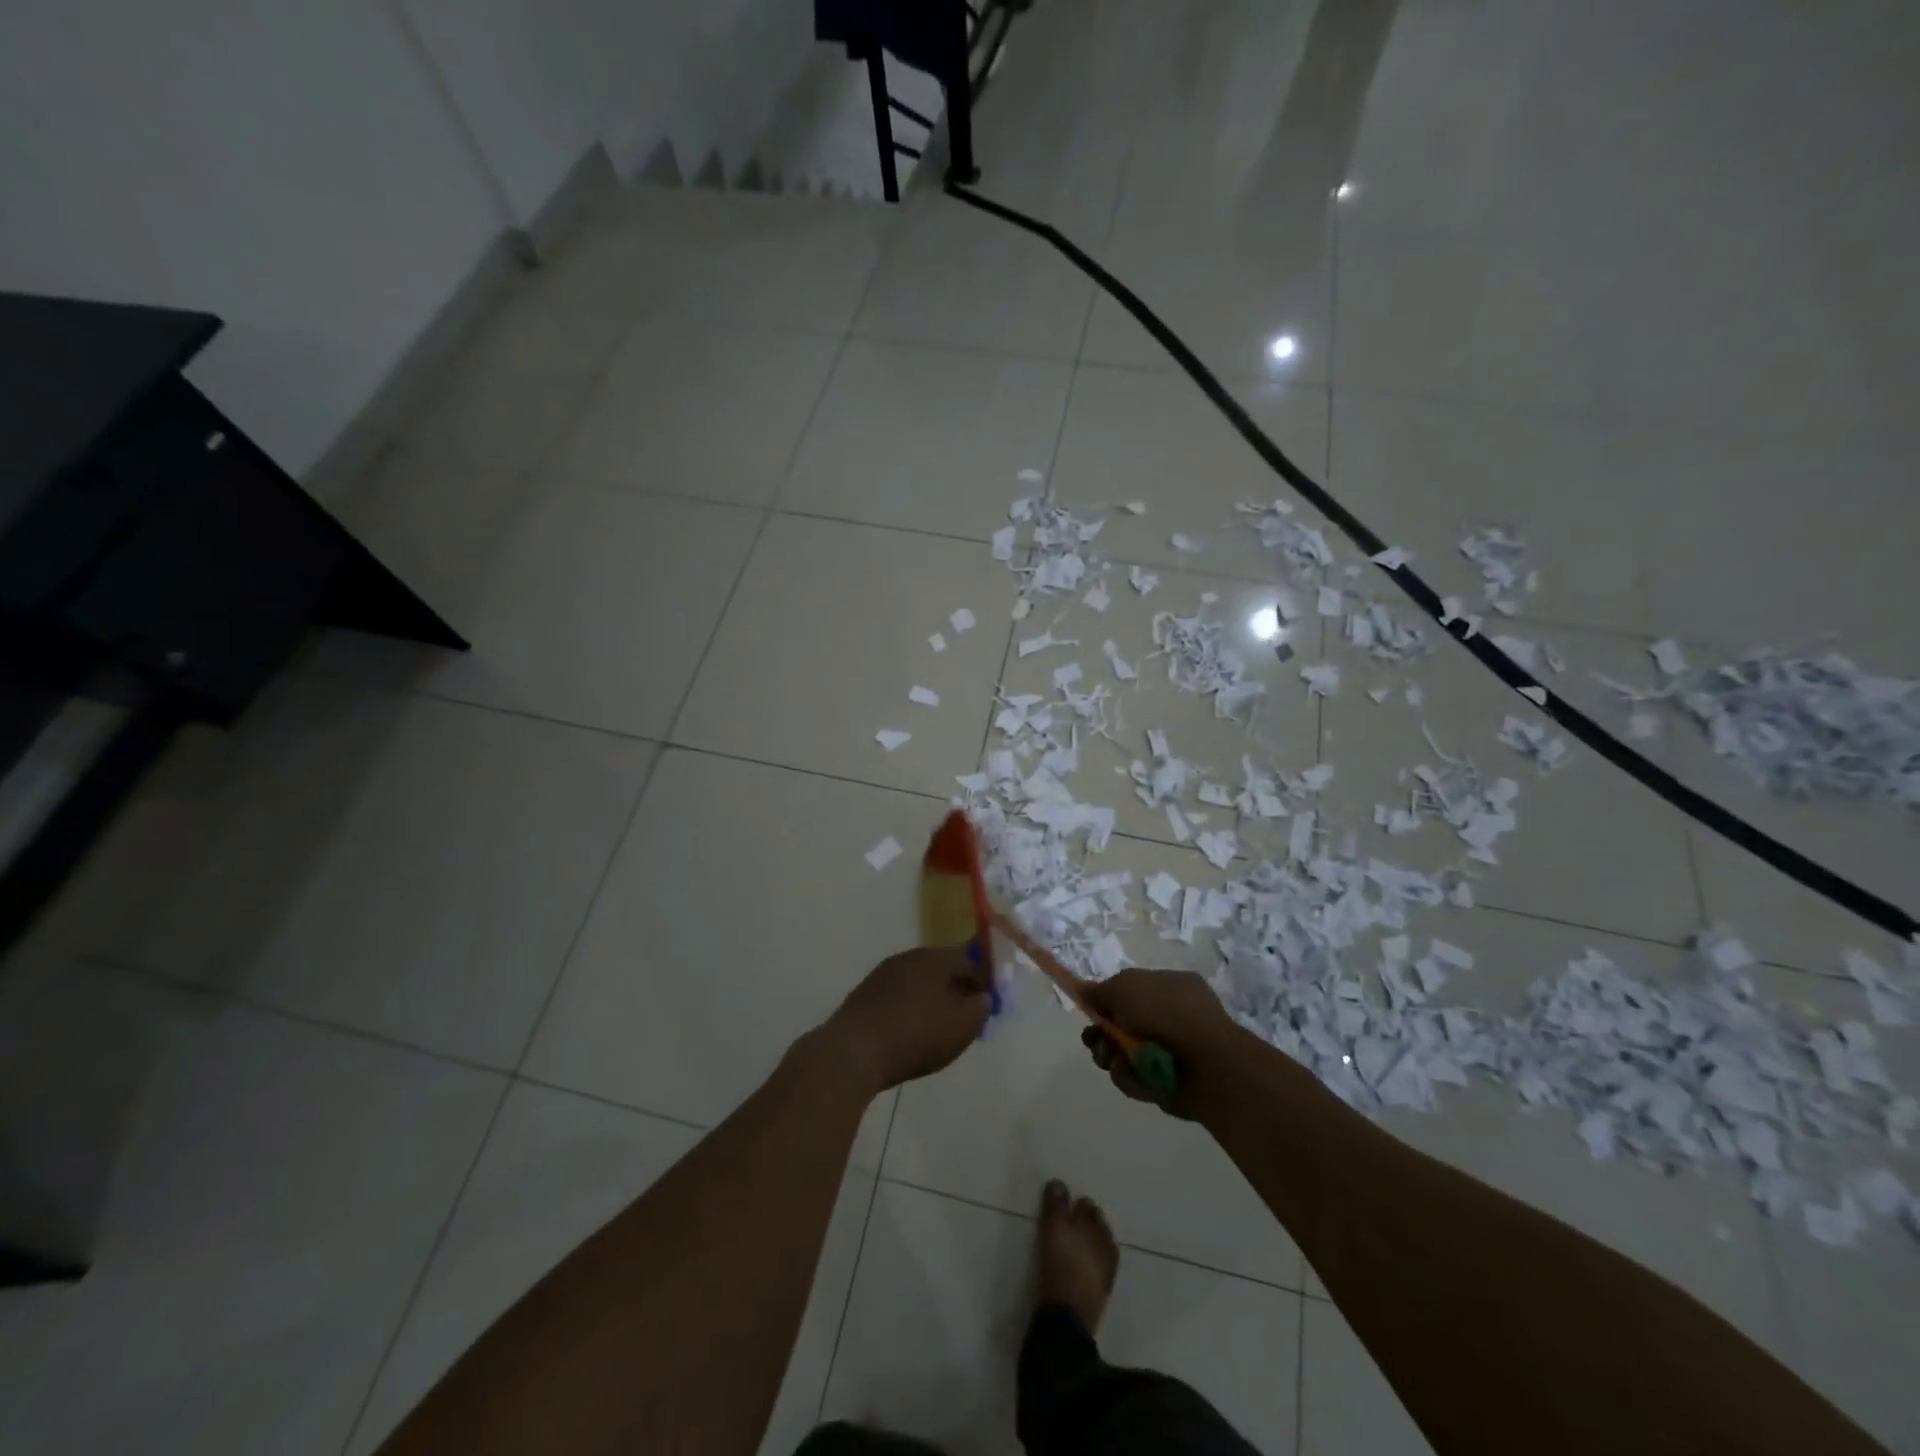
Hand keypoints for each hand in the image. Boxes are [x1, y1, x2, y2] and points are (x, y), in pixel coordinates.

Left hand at [816, 944, 992, 1095]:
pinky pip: (898, 998)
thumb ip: (981, 1007)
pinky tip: (910, 1035)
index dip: (984, 980)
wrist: (853, 1052)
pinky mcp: (864, 995)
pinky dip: (910, 1011)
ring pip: (919, 983)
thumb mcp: (962, 1026)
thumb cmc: (916, 1034)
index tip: (989, 1005)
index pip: (970, 958)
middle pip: (942, 968)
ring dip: (933, 1000)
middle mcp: (908, 957)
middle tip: (966, 1019)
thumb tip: (983, 997)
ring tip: (939, 1030)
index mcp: (934, 957)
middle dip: (958, 990)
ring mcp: (882, 974)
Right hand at [1081, 969, 1243, 1118]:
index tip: (1089, 1010)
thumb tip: (1086, 992)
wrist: (1206, 1066)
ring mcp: (1174, 1050)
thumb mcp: (1125, 986)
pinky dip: (1130, 1077)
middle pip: (1125, 1024)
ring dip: (1111, 1056)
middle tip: (1094, 1040)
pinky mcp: (1170, 1082)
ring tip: (1112, 1059)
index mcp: (1171, 986)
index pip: (1132, 991)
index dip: (1108, 1000)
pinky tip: (1133, 1074)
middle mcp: (1174, 1016)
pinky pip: (1138, 1077)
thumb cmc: (1166, 1013)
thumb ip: (1101, 990)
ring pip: (1127, 1053)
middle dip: (1103, 1034)